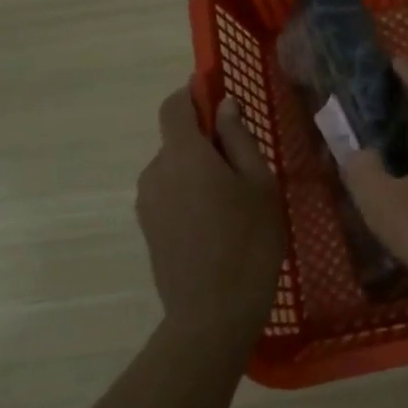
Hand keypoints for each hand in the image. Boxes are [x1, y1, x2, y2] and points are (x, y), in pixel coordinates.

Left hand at [136, 86, 285, 343]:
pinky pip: (169, 193)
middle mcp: (155, 172)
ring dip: (199, 170)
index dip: (193, 94)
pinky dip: (190, 194)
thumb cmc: (249, 241)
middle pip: (176, 139)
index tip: (219, 98)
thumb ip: (238, 139)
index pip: (174, 105)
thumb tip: (224, 106)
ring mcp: (147, 202)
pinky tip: (217, 224)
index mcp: (184, 155)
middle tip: (245, 166)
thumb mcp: (260, 184)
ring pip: (174, 168)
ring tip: (235, 202)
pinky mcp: (148, 228)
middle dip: (206, 140)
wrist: (213, 313)